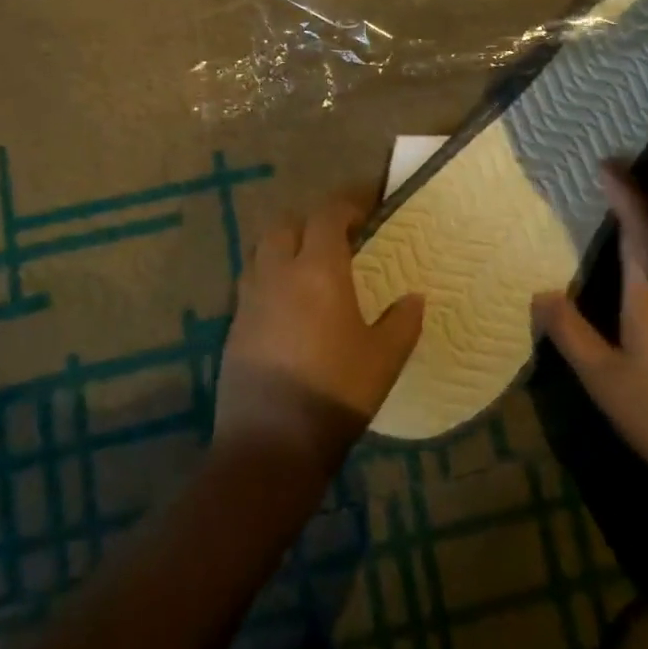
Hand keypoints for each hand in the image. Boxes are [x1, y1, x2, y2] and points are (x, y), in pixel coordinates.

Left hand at [216, 190, 424, 479]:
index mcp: (318, 270)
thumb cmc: (336, 394)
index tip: (369, 204)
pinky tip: (290, 307)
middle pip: (286, 224)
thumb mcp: (385, 359)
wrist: (269, 446)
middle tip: (338, 237)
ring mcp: (249, 300)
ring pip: (262, 251)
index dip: (349, 201)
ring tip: (311, 267)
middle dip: (311, 221)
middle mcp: (278, 273)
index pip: (329, 214)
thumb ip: (403, 321)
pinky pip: (252, 284)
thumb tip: (414, 297)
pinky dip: (271, 279)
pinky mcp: (233, 327)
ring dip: (286, 247)